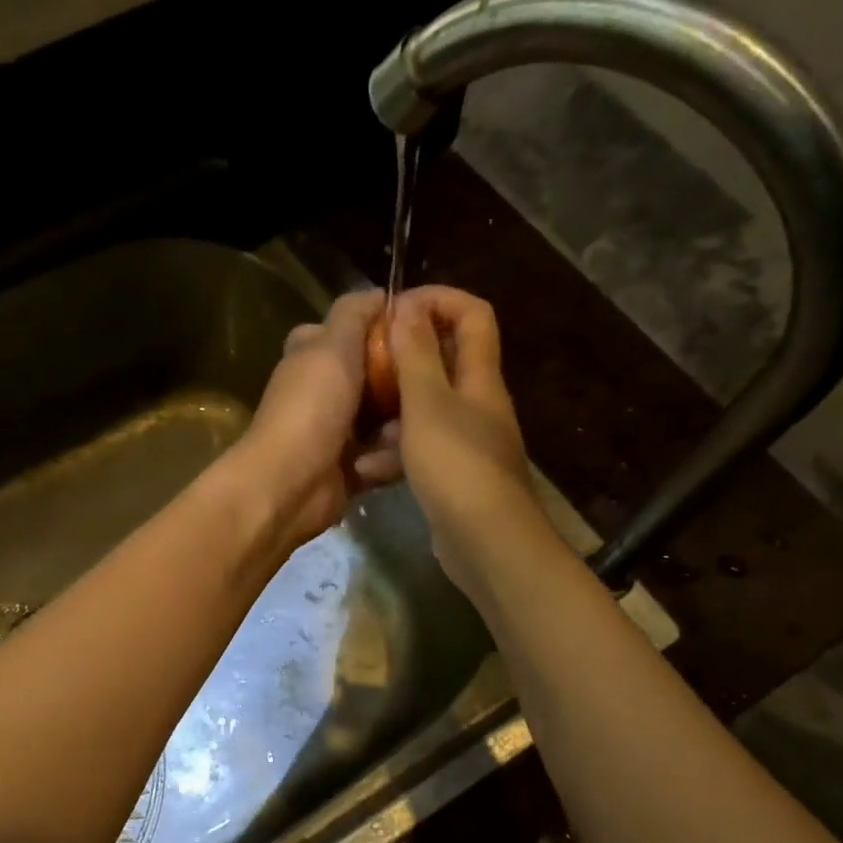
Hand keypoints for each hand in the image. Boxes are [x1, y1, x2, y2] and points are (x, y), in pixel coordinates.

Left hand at [230, 289, 402, 548]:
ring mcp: (339, 431)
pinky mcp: (352, 467)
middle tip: (426, 386)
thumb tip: (379, 293)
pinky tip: (383, 463)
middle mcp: (325, 390)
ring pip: (390, 418)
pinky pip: (387, 456)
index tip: (424, 334)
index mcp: (314, 355)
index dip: (386, 330)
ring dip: (399, 427)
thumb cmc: (310, 408)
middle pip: (380, 376)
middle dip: (403, 385)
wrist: (289, 485)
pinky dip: (388, 460)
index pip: (355, 330)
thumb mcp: (332, 344)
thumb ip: (353, 313)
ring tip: (401, 433)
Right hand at [386, 285, 541, 587]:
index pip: (473, 314)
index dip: (437, 300)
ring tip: (357, 419)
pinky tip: (366, 468)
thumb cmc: (456, 465)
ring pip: (426, 409)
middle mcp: (478, 403)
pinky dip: (395, 453)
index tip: (395, 308)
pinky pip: (420, 450)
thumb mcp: (428, 404)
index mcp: (479, 377)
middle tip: (366, 363)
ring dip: (392, 410)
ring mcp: (467, 442)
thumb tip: (407, 306)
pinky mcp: (454, 476)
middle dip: (404, 356)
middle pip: (445, 361)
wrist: (486, 542)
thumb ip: (416, 354)